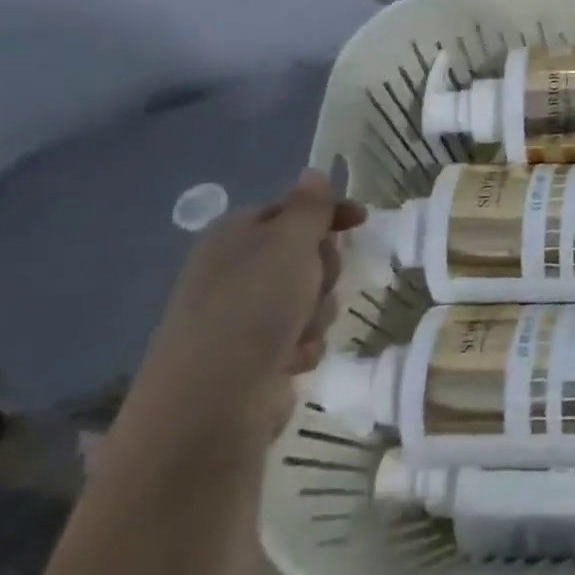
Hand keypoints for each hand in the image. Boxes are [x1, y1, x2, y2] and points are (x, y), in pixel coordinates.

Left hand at [120, 170, 366, 451]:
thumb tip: (313, 172)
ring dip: (317, 313)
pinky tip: (293, 360)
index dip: (329, 213)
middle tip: (318, 284)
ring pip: (308, 298)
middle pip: (306, 254)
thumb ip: (309, 207)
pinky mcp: (252, 357)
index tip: (363, 222)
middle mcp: (234, 271)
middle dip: (324, 271)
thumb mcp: (290, 243)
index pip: (292, 209)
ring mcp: (241, 316)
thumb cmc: (253, 307)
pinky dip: (304, 346)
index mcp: (235, 235)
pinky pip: (299, 337)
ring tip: (302, 331)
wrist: (211, 402)